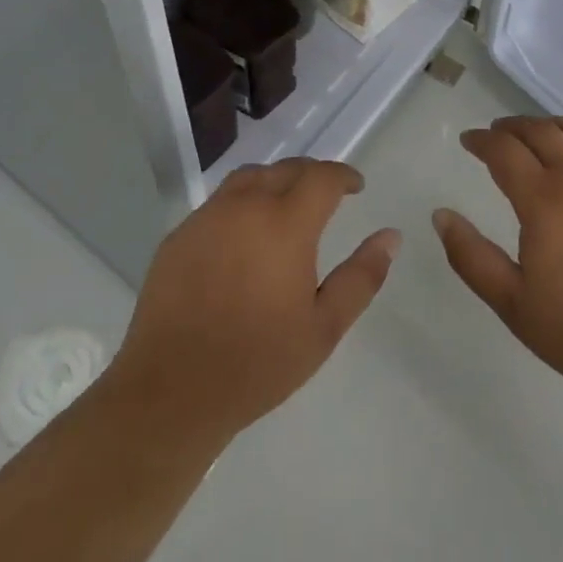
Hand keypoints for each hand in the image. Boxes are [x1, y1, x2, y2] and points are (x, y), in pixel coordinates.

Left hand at [105, 158, 400, 447]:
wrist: (171, 393)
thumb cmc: (257, 363)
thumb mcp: (323, 328)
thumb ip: (361, 277)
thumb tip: (391, 236)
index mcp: (286, 223)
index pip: (322, 176)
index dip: (343, 175)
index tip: (356, 187)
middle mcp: (246, 205)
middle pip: (286, 168)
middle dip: (311, 175)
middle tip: (325, 196)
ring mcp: (208, 216)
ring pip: (250, 178)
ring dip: (275, 181)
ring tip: (285, 206)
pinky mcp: (180, 234)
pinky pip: (219, 203)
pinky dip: (241, 204)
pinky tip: (243, 236)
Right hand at [433, 116, 562, 400]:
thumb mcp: (513, 304)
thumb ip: (471, 257)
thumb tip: (440, 215)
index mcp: (543, 200)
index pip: (504, 151)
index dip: (482, 140)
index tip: (468, 140)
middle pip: (539, 131)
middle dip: (511, 127)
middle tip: (495, 133)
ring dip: (547, 124)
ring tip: (535, 133)